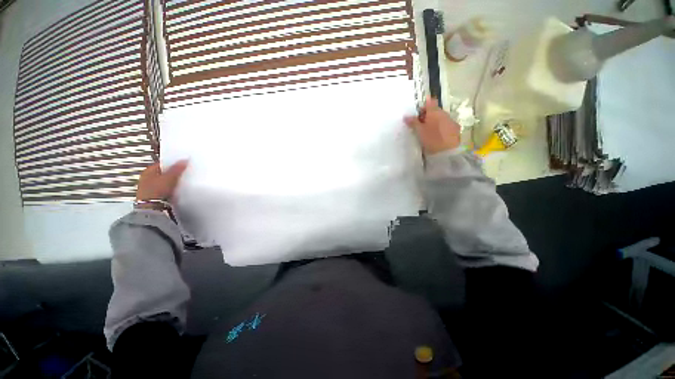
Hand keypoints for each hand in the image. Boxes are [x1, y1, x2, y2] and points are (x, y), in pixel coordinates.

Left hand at [136, 161, 187, 203]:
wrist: (152, 208)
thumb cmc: (156, 192)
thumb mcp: (170, 177)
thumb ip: (177, 168)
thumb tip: (184, 160)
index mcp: (148, 171)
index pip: (162, 163)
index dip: (173, 163)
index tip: (182, 163)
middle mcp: (147, 179)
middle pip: (164, 173)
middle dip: (173, 173)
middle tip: (184, 172)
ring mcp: (150, 188)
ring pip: (164, 181)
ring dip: (172, 181)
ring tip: (182, 181)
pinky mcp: (155, 196)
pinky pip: (165, 189)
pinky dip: (171, 189)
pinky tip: (177, 190)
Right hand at [404, 98, 460, 154]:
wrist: (447, 152)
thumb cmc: (431, 139)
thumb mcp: (419, 131)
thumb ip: (413, 122)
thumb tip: (406, 116)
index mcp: (435, 112)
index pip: (430, 102)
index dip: (423, 106)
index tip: (417, 115)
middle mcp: (444, 113)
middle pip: (435, 111)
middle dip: (428, 116)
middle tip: (420, 125)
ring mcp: (451, 121)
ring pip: (441, 118)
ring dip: (434, 122)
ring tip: (428, 132)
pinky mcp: (455, 129)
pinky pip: (446, 125)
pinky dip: (440, 128)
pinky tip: (437, 136)